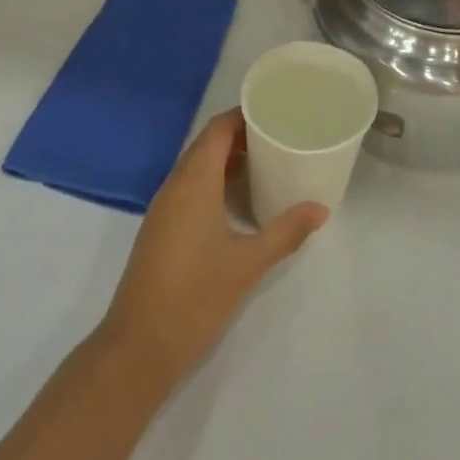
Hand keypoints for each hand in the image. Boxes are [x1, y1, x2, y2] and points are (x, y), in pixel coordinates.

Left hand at [100, 109, 325, 383]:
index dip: (244, 116)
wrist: (138, 346)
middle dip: (241, 136)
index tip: (276, 113)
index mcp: (194, 180)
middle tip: (279, 137)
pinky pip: (190, 187)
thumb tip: (320, 209)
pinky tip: (239, 201)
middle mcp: (175, 183)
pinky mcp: (161, 227)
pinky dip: (215, 181)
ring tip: (267, 164)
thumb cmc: (195, 296)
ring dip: (228, 160)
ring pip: (197, 166)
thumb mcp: (247, 264)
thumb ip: (284, 232)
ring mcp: (164, 206)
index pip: (218, 129)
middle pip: (208, 144)